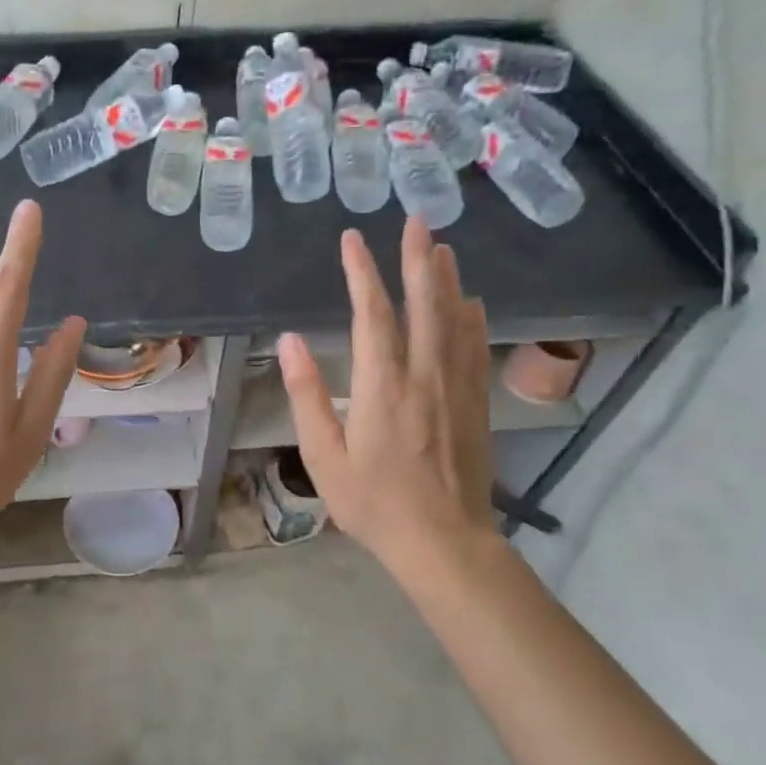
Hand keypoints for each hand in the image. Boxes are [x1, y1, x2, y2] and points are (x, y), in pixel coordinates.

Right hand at [278, 219, 501, 586]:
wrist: (444, 543)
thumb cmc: (374, 503)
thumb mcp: (323, 455)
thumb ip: (306, 395)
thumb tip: (289, 341)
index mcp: (382, 386)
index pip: (372, 314)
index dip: (361, 272)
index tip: (352, 240)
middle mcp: (424, 375)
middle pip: (424, 303)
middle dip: (418, 258)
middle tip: (418, 221)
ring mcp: (456, 386)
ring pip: (455, 319)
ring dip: (448, 279)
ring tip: (442, 247)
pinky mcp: (475, 402)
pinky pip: (475, 347)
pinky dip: (472, 317)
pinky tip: (471, 301)